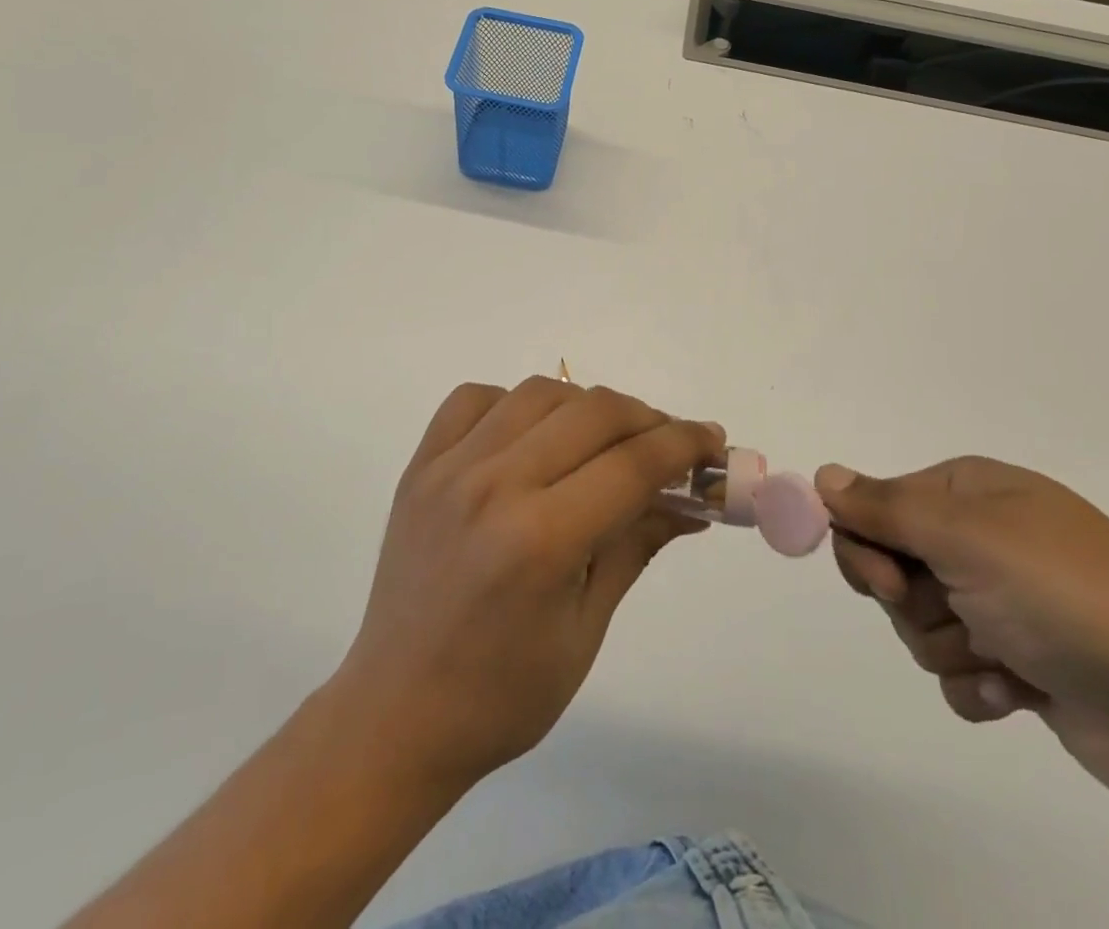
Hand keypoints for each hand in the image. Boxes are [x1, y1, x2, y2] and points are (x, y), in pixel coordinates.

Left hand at [329, 377, 722, 797]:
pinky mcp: (419, 465)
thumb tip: (694, 501)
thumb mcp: (587, 628)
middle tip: (669, 443)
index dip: (684, 444)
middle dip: (647, 418)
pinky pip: (474, 398)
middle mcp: (493, 486)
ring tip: (605, 439)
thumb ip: (638, 545)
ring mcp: (449, 468)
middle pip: (593, 412)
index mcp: (541, 540)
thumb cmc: (503, 694)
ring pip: (538, 392)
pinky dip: (515, 403)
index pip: (633, 463)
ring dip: (586, 406)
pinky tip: (531, 436)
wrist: (395, 715)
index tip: (712, 441)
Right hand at [815, 457, 1108, 803]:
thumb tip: (821, 476)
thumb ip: (884, 507)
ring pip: (918, 623)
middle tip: (950, 611)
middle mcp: (981, 540)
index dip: (867, 542)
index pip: (876, 505)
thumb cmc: (1067, 596)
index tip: (883, 576)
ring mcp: (1001, 602)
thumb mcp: (966, 537)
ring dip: (949, 645)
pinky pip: (956, 671)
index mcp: (968, 494)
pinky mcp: (1019, 663)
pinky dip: (978, 685)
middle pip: (890, 566)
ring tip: (1003, 656)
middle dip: (910, 600)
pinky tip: (1019, 691)